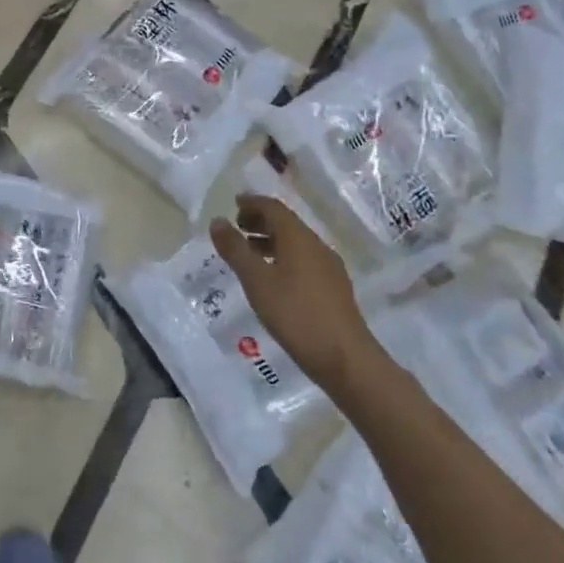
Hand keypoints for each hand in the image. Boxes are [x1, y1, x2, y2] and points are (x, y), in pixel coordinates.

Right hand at [208, 194, 384, 402]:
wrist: (346, 360)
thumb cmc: (296, 315)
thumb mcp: (257, 281)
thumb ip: (235, 250)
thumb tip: (217, 221)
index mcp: (298, 238)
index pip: (274, 208)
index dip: (252, 202)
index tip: (234, 204)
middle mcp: (316, 246)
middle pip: (286, 223)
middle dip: (260, 221)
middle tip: (237, 227)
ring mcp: (329, 268)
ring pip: (295, 243)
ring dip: (271, 240)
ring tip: (249, 253)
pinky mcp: (334, 289)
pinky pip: (304, 261)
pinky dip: (283, 257)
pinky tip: (273, 279)